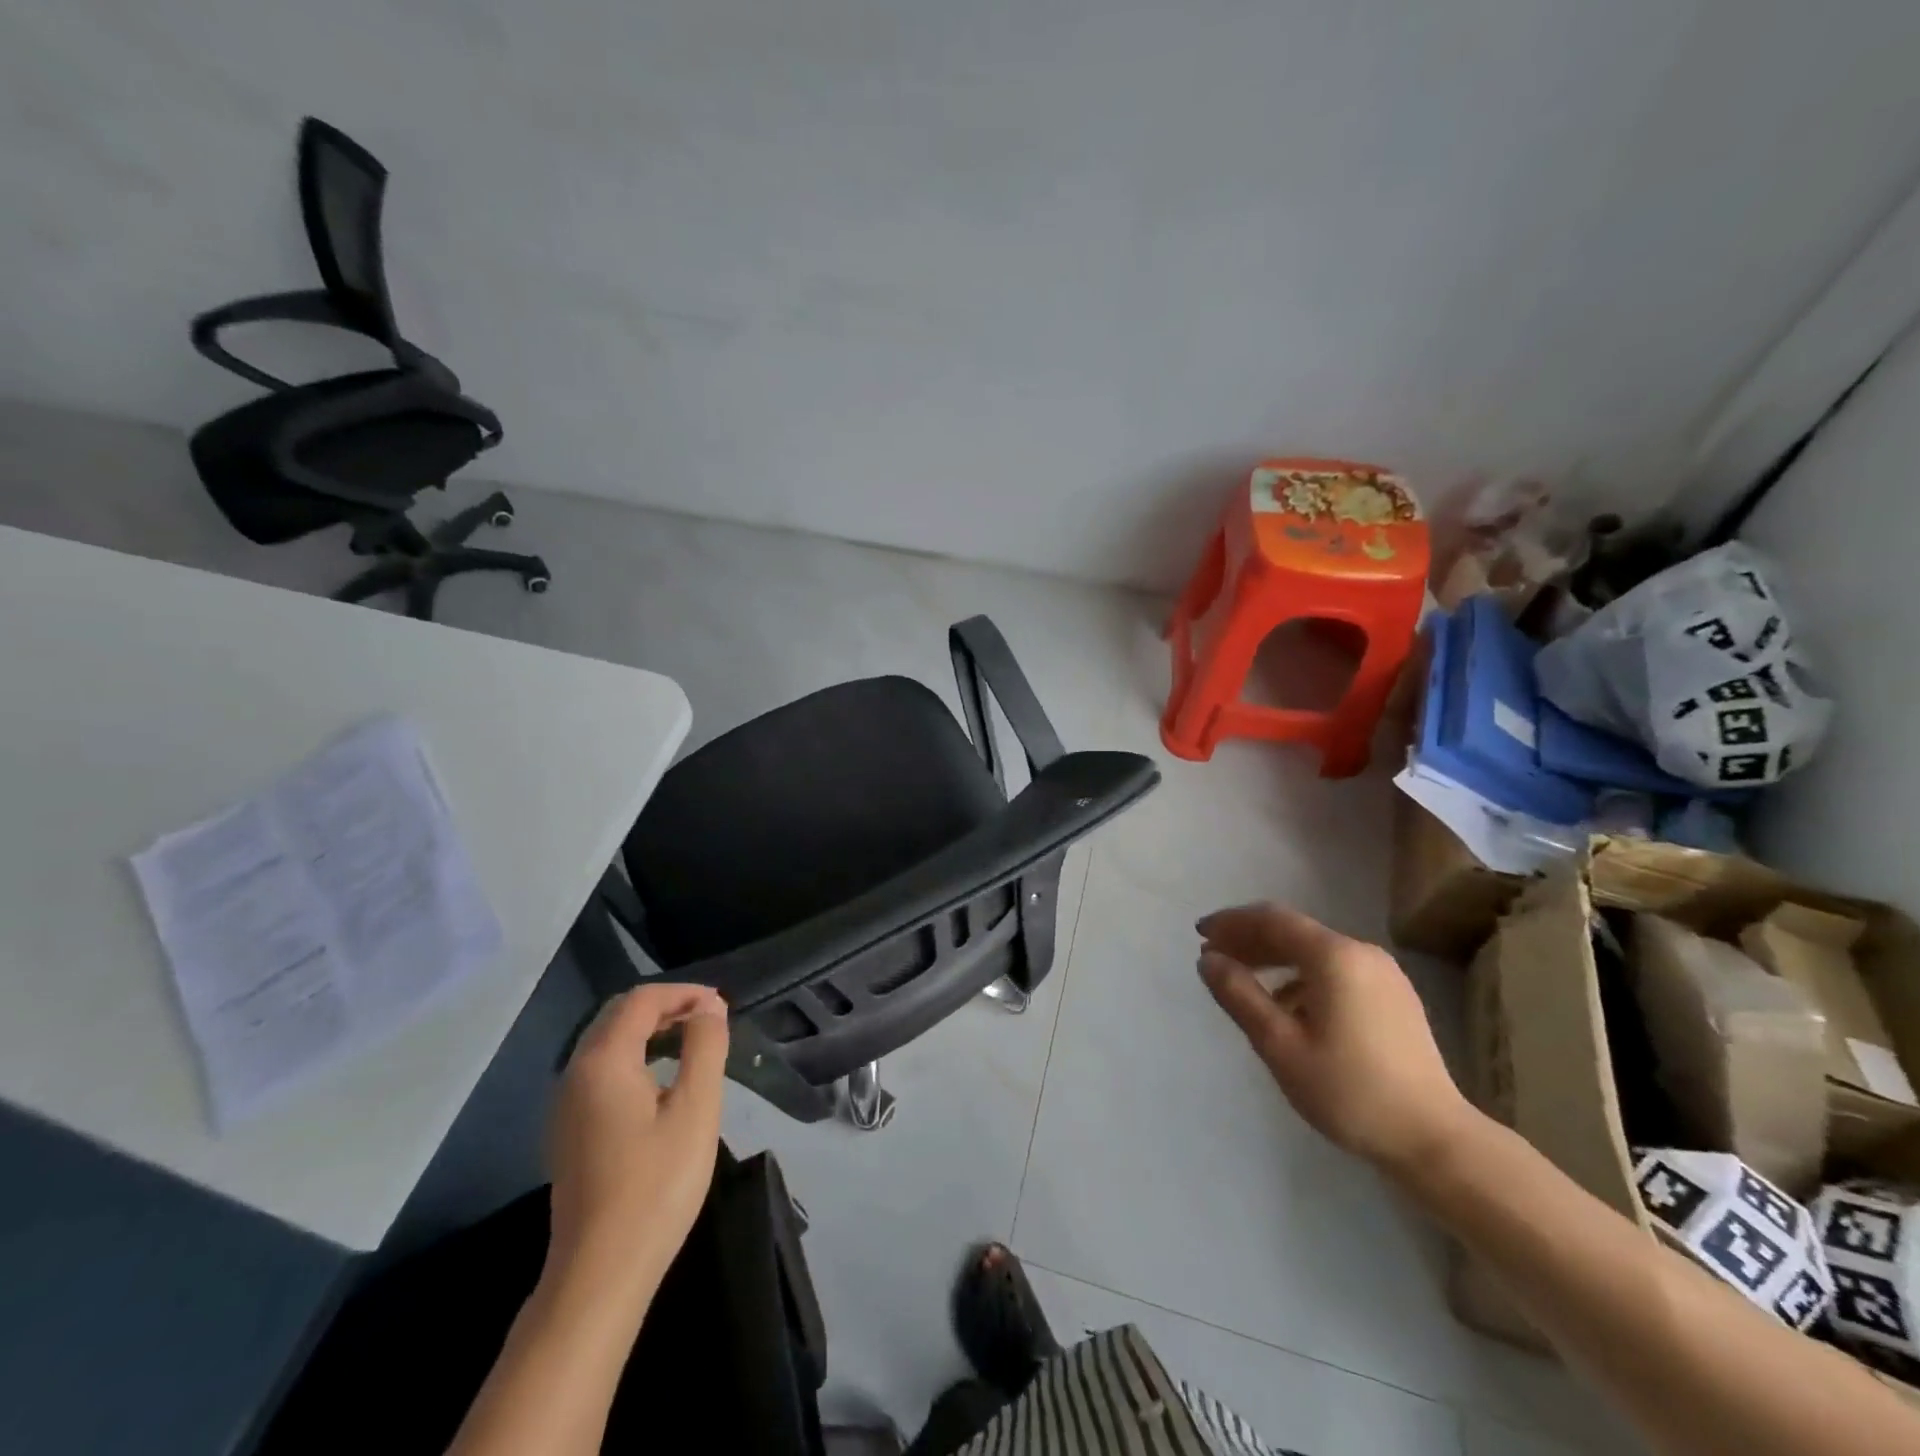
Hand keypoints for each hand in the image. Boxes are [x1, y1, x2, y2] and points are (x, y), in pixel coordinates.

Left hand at [545, 984, 729, 1299]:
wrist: (600, 1273)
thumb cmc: (656, 1185)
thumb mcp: (696, 1109)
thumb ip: (705, 1048)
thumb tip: (709, 1009)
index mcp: (603, 1062)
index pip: (641, 1000)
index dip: (683, 993)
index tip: (721, 1005)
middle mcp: (575, 1074)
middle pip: (618, 1015)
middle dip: (665, 1006)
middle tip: (709, 1017)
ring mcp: (566, 1105)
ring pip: (607, 1042)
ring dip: (649, 1029)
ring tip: (692, 1040)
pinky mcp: (569, 1131)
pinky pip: (601, 1069)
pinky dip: (634, 1054)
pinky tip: (661, 1078)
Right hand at [1196, 903, 1473, 1173]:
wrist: (1434, 1140)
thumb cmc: (1349, 1091)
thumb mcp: (1280, 1045)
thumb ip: (1240, 995)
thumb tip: (1208, 960)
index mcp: (1334, 956)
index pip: (1272, 919)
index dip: (1232, 922)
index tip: (1199, 934)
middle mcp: (1361, 952)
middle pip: (1294, 931)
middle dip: (1249, 938)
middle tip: (1213, 956)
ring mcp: (1383, 974)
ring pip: (1314, 951)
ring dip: (1274, 957)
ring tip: (1242, 979)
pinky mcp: (1393, 997)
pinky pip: (1335, 970)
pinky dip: (1301, 976)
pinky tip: (1285, 1005)